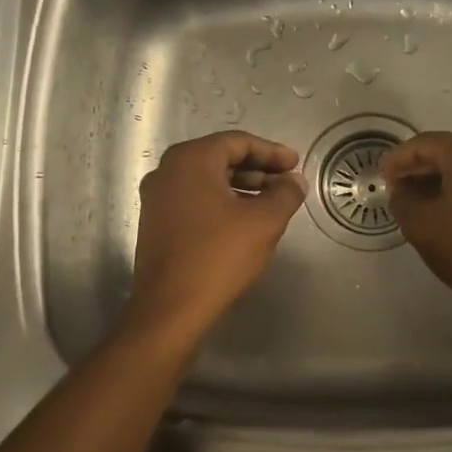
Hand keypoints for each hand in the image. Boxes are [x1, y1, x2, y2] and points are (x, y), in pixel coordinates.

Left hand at [129, 132, 306, 334]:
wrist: (170, 310)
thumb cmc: (218, 256)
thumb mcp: (264, 222)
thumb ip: (285, 194)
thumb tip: (295, 181)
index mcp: (190, 160)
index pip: (238, 142)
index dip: (272, 152)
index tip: (296, 165)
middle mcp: (167, 171)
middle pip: (220, 158)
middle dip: (258, 169)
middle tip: (286, 182)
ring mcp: (157, 198)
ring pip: (208, 180)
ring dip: (242, 186)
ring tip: (272, 203)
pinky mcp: (156, 223)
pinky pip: (195, 199)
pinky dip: (222, 202)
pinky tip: (245, 221)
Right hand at [382, 132, 451, 307]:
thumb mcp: (420, 223)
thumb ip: (402, 200)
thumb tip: (401, 192)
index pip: (423, 144)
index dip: (397, 160)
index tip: (382, 180)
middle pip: (446, 153)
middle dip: (418, 171)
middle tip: (397, 192)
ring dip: (438, 183)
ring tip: (417, 206)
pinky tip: (445, 215)